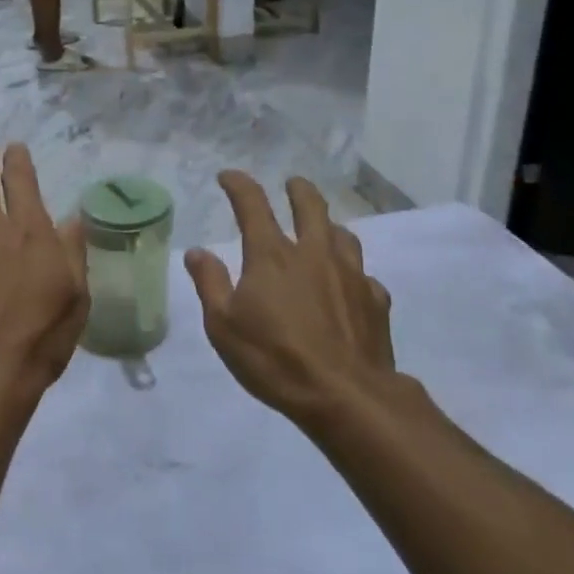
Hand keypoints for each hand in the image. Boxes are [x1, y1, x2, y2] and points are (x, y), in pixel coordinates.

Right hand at [185, 173, 394, 426]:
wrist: (347, 396)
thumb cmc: (275, 359)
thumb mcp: (223, 326)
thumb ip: (210, 284)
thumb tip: (197, 251)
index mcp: (272, 256)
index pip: (253, 204)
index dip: (239, 185)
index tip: (228, 176)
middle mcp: (314, 254)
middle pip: (311, 206)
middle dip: (299, 190)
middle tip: (293, 184)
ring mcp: (351, 275)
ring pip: (343, 235)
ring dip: (330, 227)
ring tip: (324, 231)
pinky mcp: (376, 302)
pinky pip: (365, 276)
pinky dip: (353, 274)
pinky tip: (350, 287)